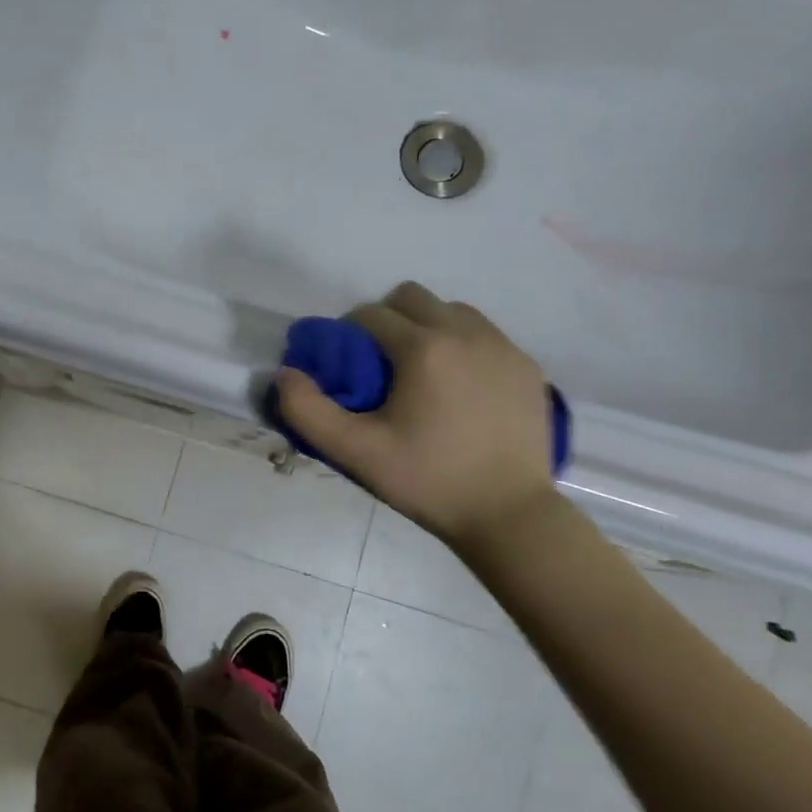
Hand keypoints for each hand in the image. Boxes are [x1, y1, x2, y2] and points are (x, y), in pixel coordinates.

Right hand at [273, 283, 554, 550]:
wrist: (509, 514)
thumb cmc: (427, 481)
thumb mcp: (355, 452)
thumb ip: (307, 410)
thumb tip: (285, 373)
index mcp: (423, 348)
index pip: (370, 314)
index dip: (348, 335)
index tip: (347, 368)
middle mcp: (466, 332)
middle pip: (412, 297)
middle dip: (387, 319)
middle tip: (381, 365)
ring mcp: (503, 346)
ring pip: (452, 310)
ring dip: (427, 327)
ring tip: (422, 373)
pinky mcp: (527, 365)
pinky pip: (485, 334)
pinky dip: (463, 346)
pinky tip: (460, 388)